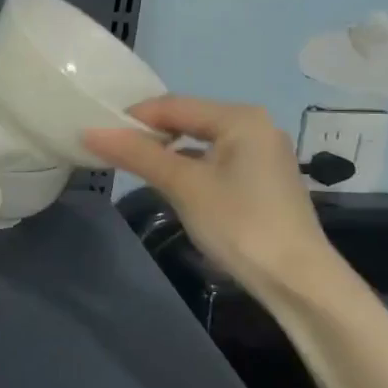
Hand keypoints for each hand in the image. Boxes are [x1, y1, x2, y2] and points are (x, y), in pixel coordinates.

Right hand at [83, 97, 335, 296]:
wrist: (298, 282)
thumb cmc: (239, 224)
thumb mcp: (182, 186)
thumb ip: (137, 154)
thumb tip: (89, 132)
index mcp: (239, 117)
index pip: (172, 105)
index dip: (132, 118)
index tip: (97, 135)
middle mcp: (254, 126)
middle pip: (187, 119)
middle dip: (148, 134)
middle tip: (111, 151)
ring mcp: (261, 153)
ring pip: (199, 141)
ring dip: (166, 152)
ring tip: (132, 167)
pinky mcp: (262, 179)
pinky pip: (213, 160)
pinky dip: (187, 167)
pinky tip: (170, 184)